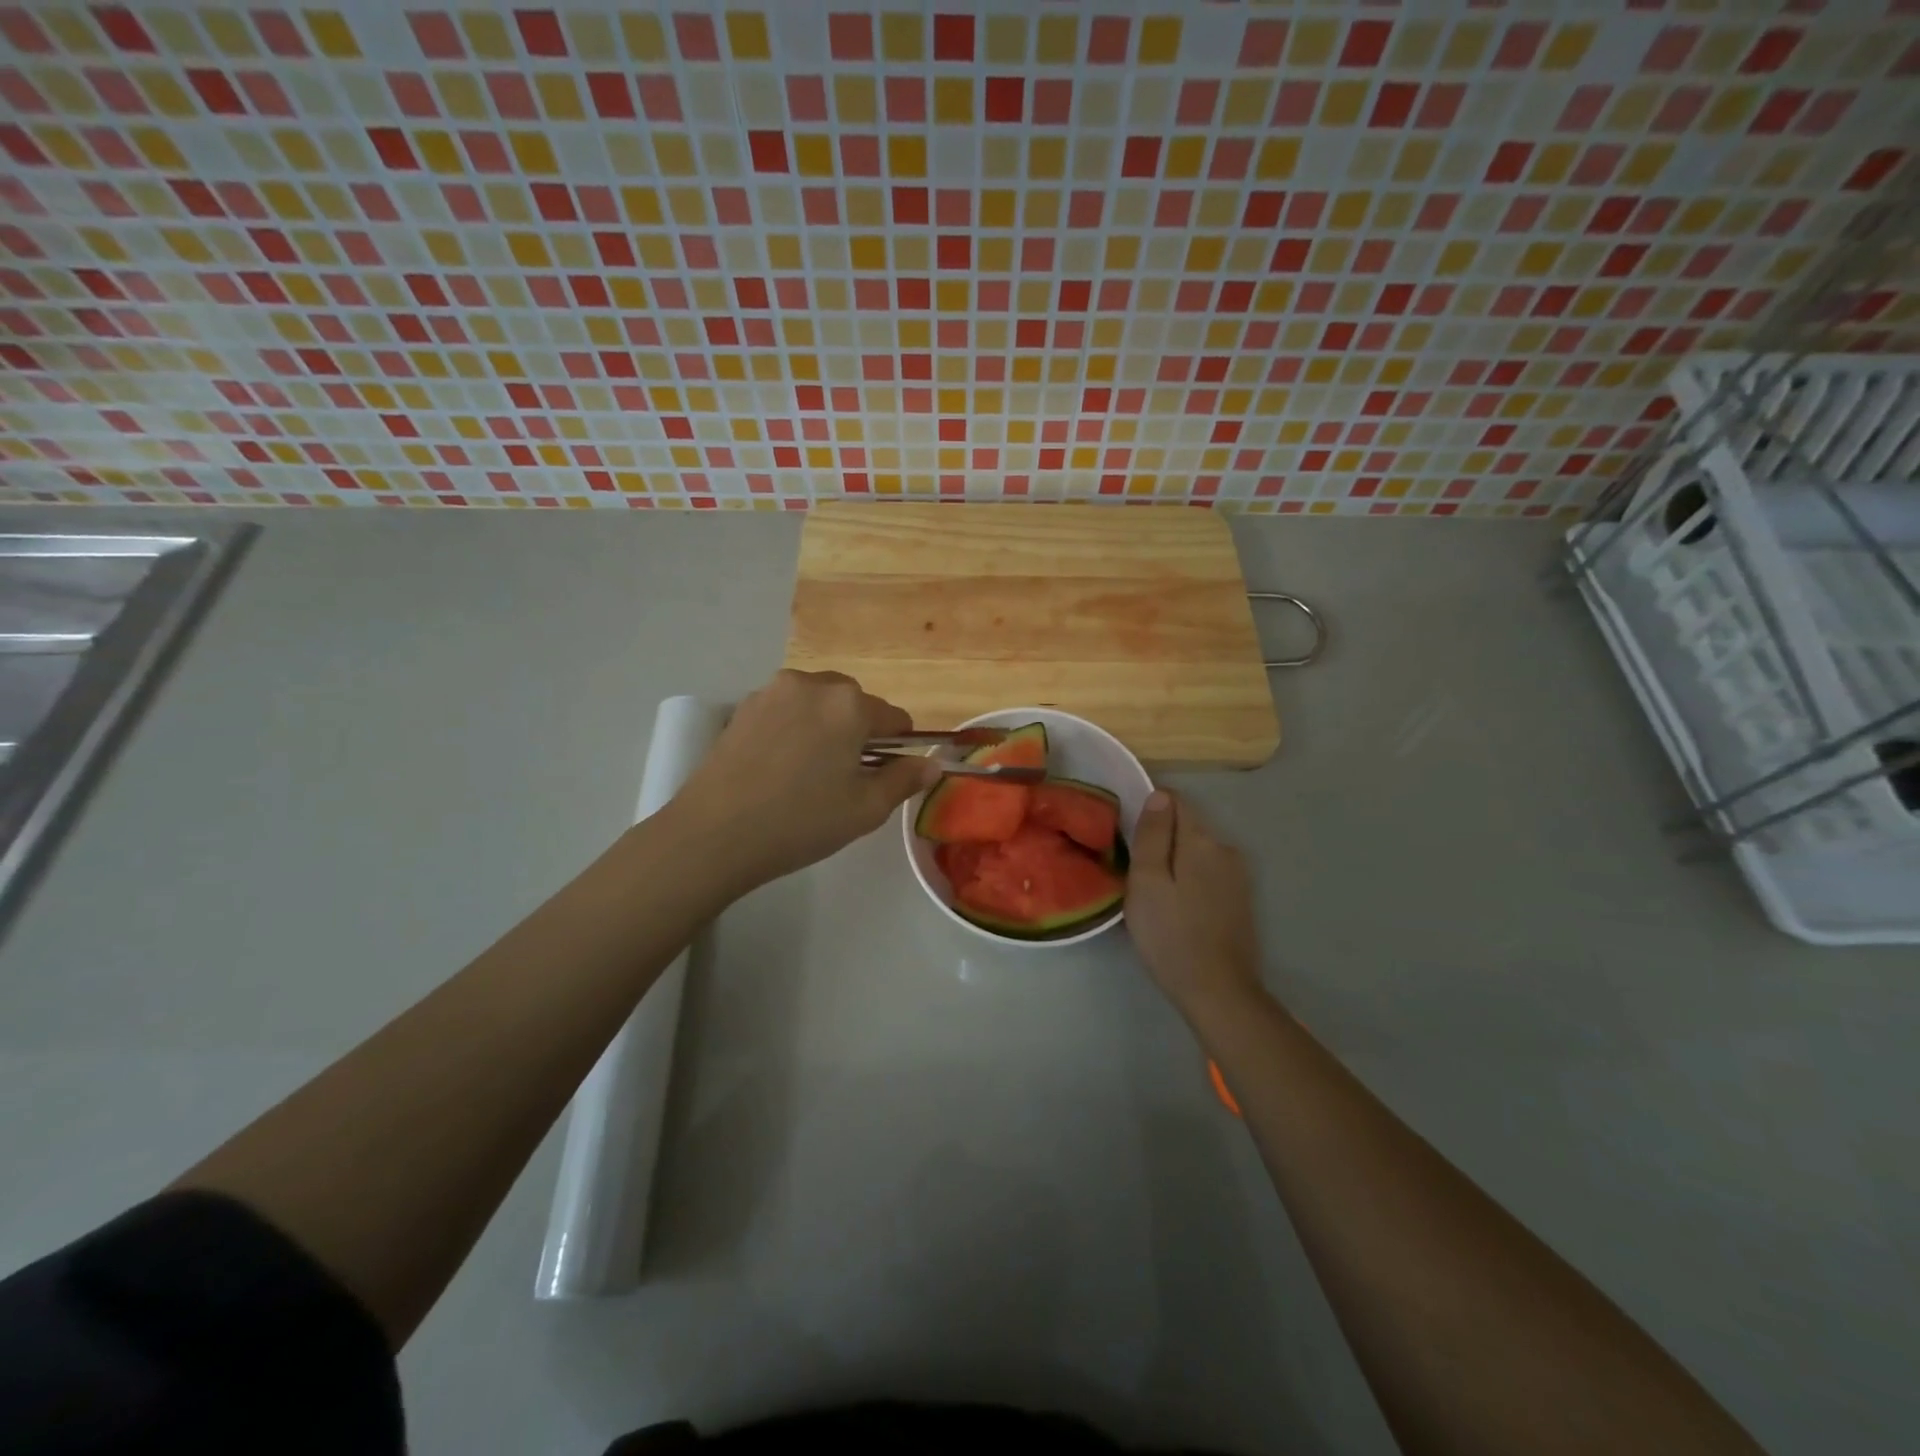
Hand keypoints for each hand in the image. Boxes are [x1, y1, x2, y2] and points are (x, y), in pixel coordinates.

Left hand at [667, 670, 940, 897]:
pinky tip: (780, 766)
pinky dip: (795, 728)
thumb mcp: (865, 809)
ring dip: (826, 725)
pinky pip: (786, 709)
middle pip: (854, 702)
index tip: (886, 776)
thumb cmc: (801, 822)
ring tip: (810, 771)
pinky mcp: (744, 707)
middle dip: (860, 731)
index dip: (899, 748)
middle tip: (846, 776)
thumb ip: (904, 780)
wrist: (714, 833)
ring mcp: (773, 691)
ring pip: (818, 702)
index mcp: (850, 705)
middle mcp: (813, 684)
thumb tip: (932, 764)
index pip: (895, 718)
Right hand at [1126, 790, 1265, 1020]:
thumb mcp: (1147, 881)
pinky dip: (1189, 879)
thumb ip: (1153, 835)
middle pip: (1187, 826)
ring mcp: (1238, 875)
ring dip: (1175, 861)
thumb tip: (1159, 795)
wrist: (1217, 990)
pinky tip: (1176, 906)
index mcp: (1202, 840)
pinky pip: (1208, 873)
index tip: (1129, 834)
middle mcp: (1226, 849)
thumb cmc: (1170, 934)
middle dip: (1162, 838)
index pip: (1175, 800)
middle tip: (1134, 870)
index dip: (1150, 808)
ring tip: (1152, 891)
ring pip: (1197, 851)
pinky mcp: (1240, 899)